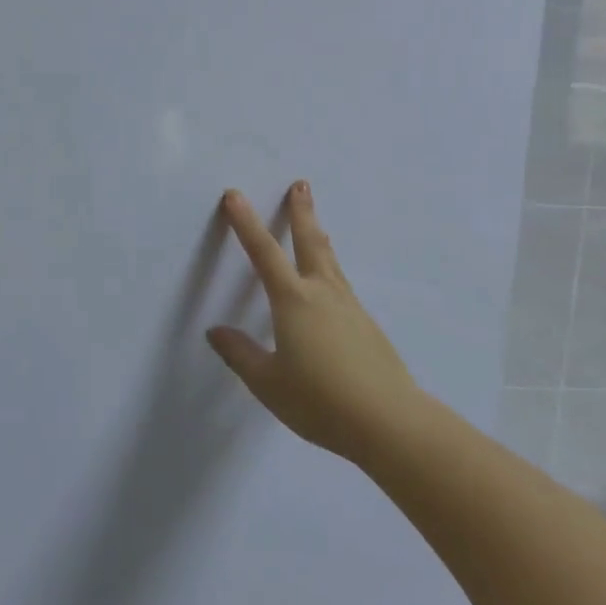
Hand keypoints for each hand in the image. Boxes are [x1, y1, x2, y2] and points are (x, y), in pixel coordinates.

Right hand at [206, 183, 423, 465]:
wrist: (389, 421)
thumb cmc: (320, 401)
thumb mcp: (269, 383)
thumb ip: (241, 355)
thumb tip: (216, 331)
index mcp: (293, 302)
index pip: (264, 253)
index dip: (246, 223)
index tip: (235, 196)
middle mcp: (323, 293)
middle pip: (310, 242)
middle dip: (301, 212)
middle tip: (301, 184)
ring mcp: (349, 307)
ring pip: (330, 261)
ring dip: (319, 236)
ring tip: (315, 223)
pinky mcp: (366, 324)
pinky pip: (341, 284)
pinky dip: (330, 268)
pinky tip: (330, 286)